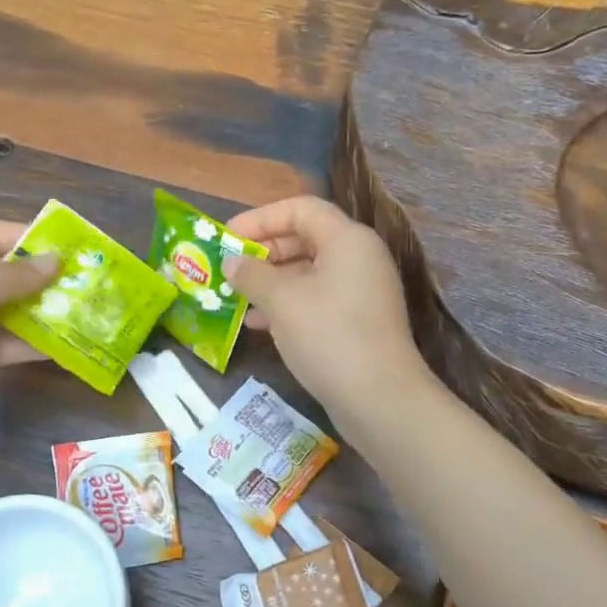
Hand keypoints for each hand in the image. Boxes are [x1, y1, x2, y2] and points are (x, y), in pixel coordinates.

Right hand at [223, 196, 428, 423]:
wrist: (379, 398)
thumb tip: (232, 262)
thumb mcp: (282, 300)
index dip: (261, 218)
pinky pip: (316, 300)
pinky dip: (287, 305)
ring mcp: (361, 292)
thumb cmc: (328, 335)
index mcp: (347, 239)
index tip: (227, 237)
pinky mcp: (358, 322)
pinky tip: (258, 323)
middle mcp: (359, 258)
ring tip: (236, 297)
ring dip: (271, 282)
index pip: (301, 209)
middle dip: (264, 252)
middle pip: (305, 239)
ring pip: (308, 273)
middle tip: (229, 268)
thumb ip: (252, 274)